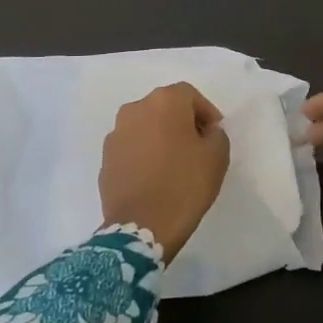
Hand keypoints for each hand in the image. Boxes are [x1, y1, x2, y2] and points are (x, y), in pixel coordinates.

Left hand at [98, 82, 230, 258]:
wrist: (141, 227)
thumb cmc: (184, 185)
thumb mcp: (217, 157)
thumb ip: (216, 135)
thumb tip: (206, 131)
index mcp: (164, 102)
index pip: (189, 95)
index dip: (206, 112)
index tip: (214, 133)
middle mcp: (135, 109)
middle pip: (164, 107)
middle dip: (181, 121)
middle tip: (196, 145)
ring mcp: (116, 133)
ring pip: (145, 126)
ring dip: (160, 136)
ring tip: (173, 162)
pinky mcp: (105, 158)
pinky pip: (131, 147)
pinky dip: (143, 154)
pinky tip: (154, 176)